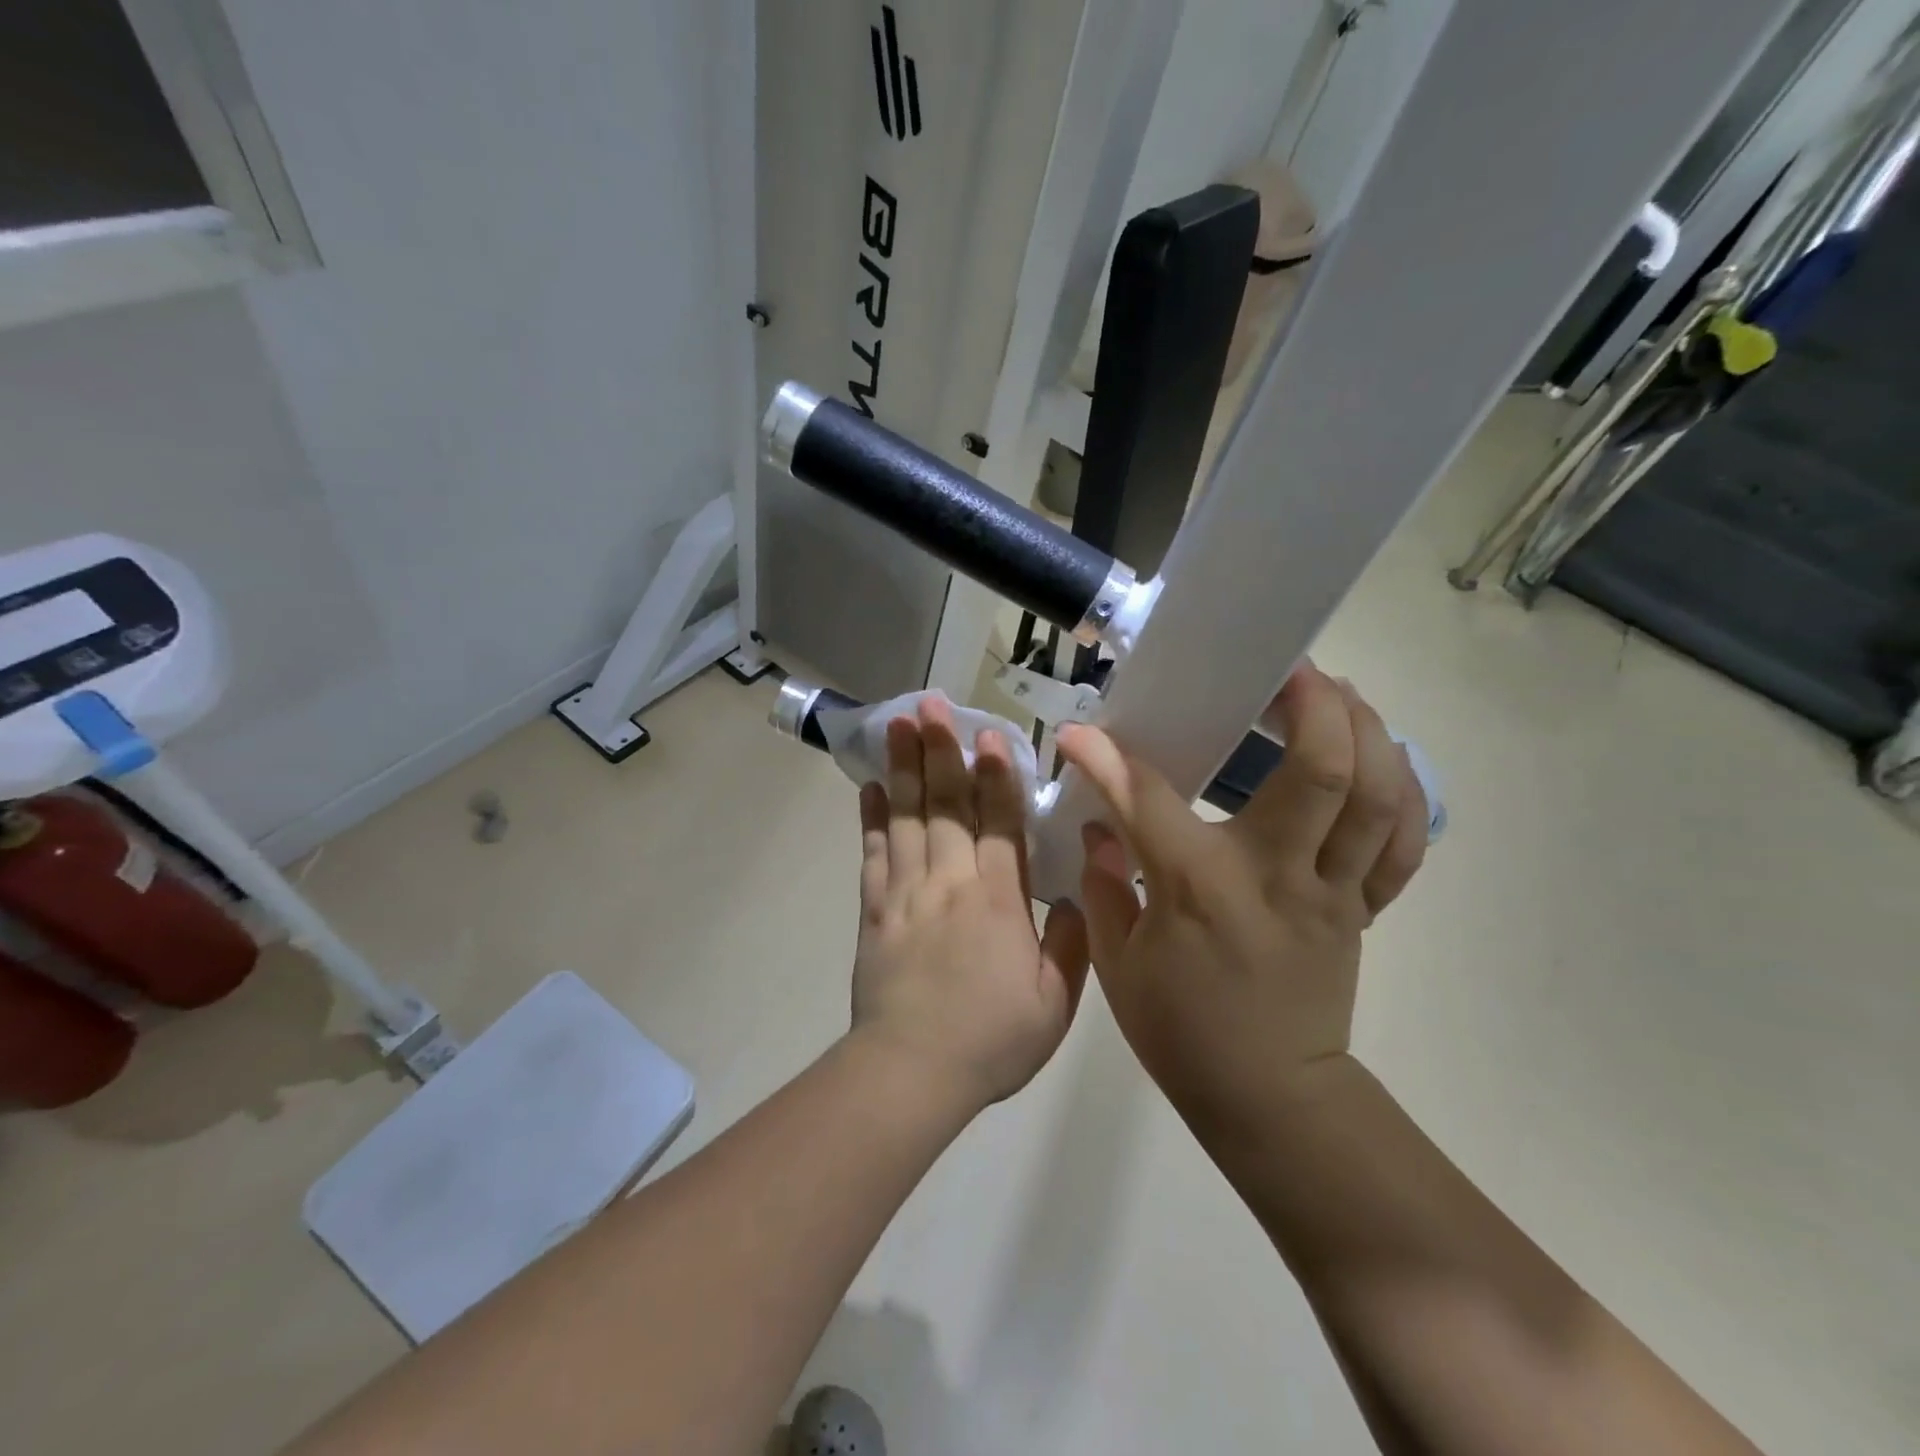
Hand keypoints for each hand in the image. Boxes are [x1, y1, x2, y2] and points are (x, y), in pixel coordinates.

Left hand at [851, 696, 1090, 1110]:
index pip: (998, 822)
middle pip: (946, 804)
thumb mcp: (1056, 1002)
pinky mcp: (875, 909)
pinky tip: (870, 786)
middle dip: (940, 750)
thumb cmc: (992, 1039)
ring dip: (904, 767)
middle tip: (930, 704)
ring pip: (907, 816)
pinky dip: (872, 817)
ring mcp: (907, 892)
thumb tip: (1079, 893)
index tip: (988, 733)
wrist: (912, 1070)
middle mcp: (950, 881)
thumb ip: (1072, 942)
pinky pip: (874, 852)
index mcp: (998, 899)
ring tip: (897, 723)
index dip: (996, 774)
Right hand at [1055, 666, 1427, 1124]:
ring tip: (1337, 695)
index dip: (1106, 758)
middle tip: (1287, 670)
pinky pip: (1398, 843)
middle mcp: (1276, 874)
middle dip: (1313, 703)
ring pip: (1377, 795)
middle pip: (1323, 770)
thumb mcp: (1118, 961)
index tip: (1080, 732)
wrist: (1268, 1097)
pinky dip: (1399, 792)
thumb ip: (1103, 883)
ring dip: (1366, 731)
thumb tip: (1100, 825)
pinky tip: (1377, 760)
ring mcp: (1331, 890)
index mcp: (1201, 887)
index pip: (1147, 798)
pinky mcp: (1360, 908)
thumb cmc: (1181, 1031)